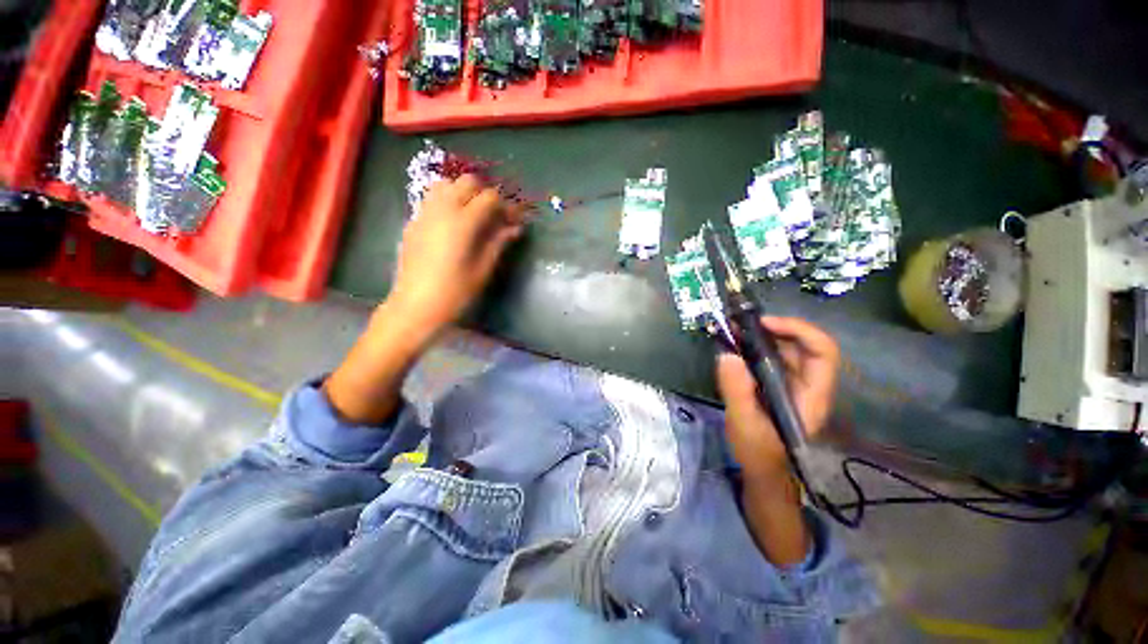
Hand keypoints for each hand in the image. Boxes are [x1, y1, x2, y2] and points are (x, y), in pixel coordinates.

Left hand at [388, 175, 526, 339]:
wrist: (416, 305)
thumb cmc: (455, 291)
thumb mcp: (483, 268)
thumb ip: (499, 242)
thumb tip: (516, 228)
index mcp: (462, 222)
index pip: (490, 198)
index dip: (506, 206)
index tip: (513, 220)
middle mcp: (442, 209)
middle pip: (467, 181)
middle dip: (485, 193)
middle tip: (494, 215)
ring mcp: (424, 213)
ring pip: (446, 184)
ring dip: (463, 192)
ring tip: (473, 214)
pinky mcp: (413, 222)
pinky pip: (432, 199)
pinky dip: (447, 201)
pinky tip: (453, 224)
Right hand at [716, 317, 839, 483]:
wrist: (760, 469)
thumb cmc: (759, 451)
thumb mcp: (745, 423)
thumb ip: (737, 391)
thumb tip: (727, 354)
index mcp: (811, 394)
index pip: (822, 351)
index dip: (798, 330)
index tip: (764, 324)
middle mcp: (807, 383)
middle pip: (803, 344)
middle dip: (775, 328)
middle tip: (741, 324)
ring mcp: (791, 383)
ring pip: (785, 348)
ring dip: (761, 335)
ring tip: (733, 330)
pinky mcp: (775, 384)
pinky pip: (769, 357)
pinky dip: (753, 346)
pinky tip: (734, 345)